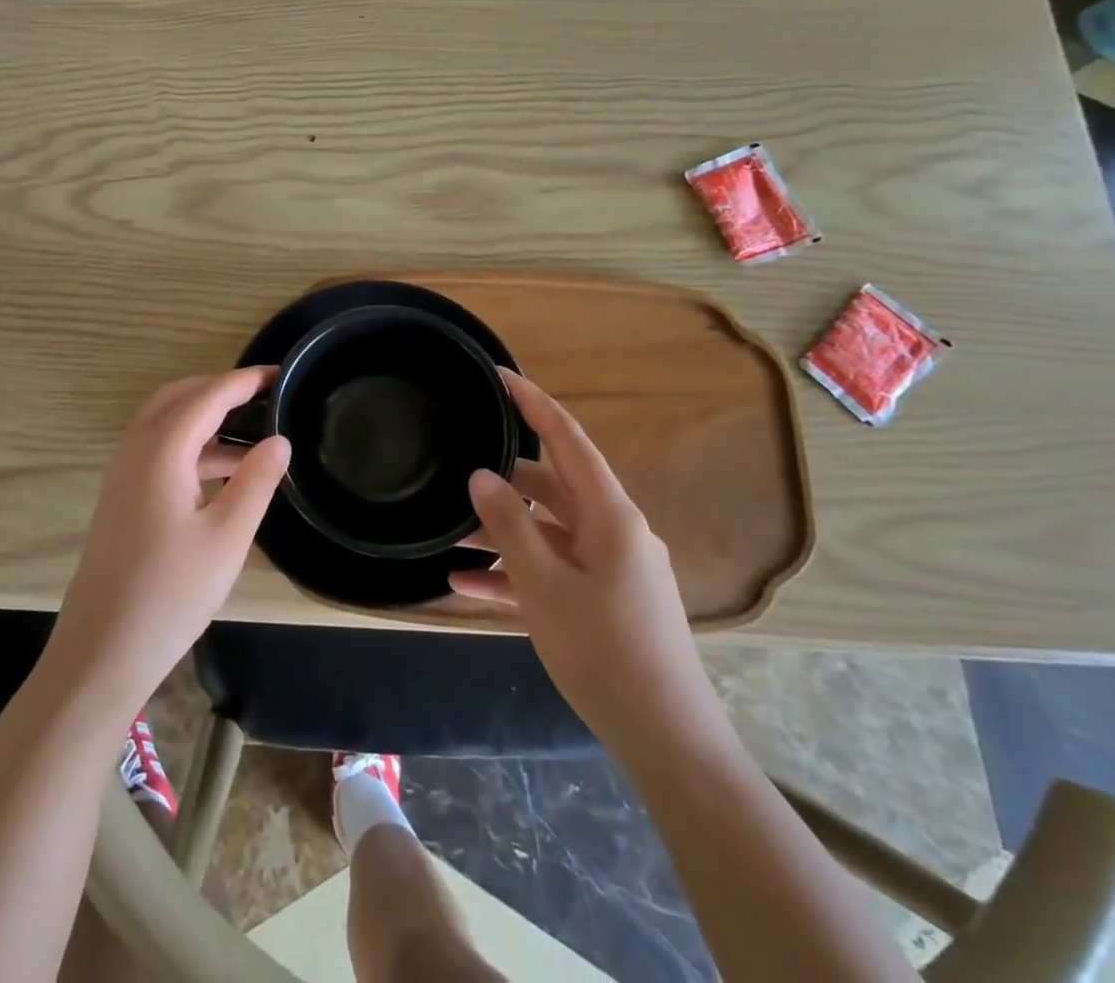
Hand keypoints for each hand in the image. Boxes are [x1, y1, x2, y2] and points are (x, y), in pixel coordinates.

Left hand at [46, 368, 290, 716]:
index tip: (280, 374)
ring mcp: (122, 475)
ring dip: (204, 418)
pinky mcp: (121, 499)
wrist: (101, 652)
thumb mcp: (227, 537)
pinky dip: (191, 446)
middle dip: (220, 389)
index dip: (245, 381)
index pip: (208, 396)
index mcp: (161, 450)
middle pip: (178, 397)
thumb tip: (279, 439)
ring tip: (253, 434)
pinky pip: (157, 451)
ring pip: (165, 424)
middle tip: (263, 395)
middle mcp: (135, 450)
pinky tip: (222, 473)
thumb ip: (256, 481)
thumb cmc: (170, 593)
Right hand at [452, 370, 723, 754]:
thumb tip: (482, 475)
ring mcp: (611, 567)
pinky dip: (516, 572)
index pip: (568, 440)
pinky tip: (466, 583)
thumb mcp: (543, 584)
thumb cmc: (604, 650)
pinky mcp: (605, 599)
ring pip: (548, 532)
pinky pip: (554, 570)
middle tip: (457, 470)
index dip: (535, 403)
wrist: (666, 740)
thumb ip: (510, 525)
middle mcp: (614, 531)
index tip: (501, 375)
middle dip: (503, 482)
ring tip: (448, 535)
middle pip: (552, 487)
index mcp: (610, 515)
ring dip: (503, 533)